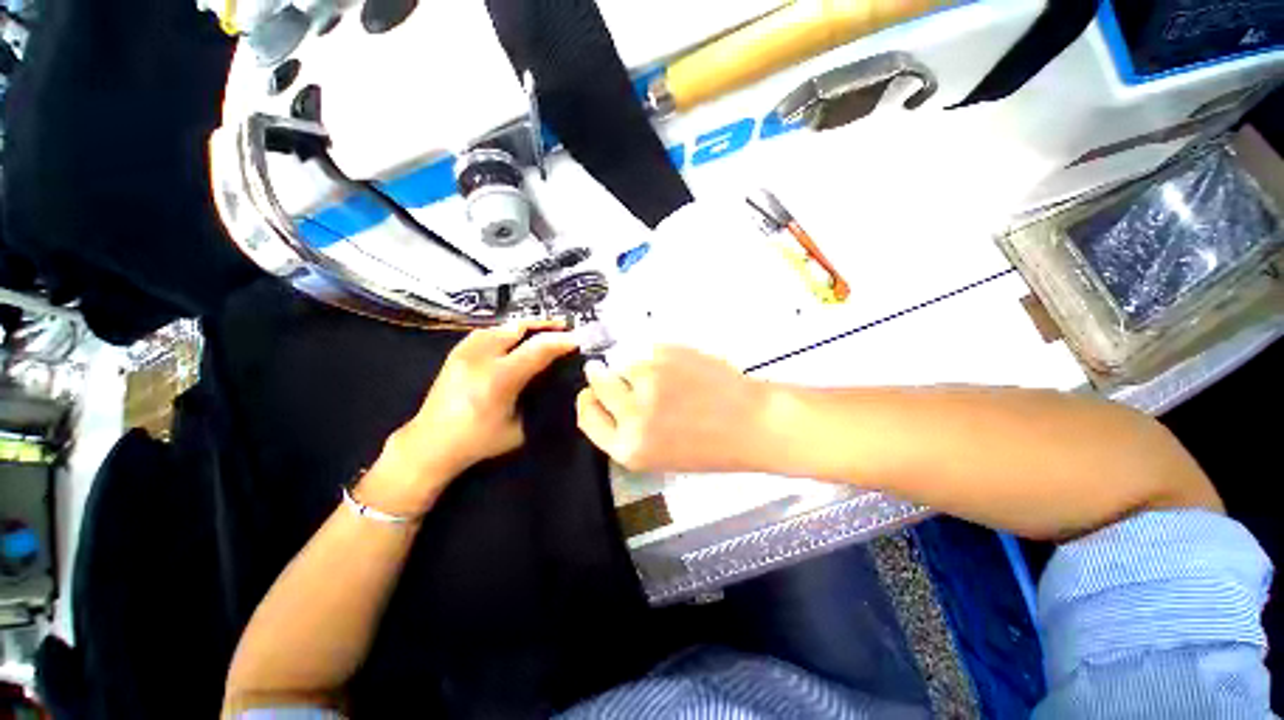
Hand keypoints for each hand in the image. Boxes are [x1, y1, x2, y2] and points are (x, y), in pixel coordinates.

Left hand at [362, 320, 579, 513]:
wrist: (429, 444)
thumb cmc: (478, 442)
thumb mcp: (519, 427)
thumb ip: (536, 399)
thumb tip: (552, 380)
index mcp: (499, 379)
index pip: (539, 349)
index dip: (562, 341)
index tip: (578, 339)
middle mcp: (481, 358)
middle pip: (520, 328)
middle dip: (546, 326)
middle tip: (565, 329)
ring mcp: (464, 352)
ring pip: (502, 326)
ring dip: (527, 326)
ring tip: (543, 330)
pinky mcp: (455, 353)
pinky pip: (487, 331)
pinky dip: (506, 330)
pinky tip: (514, 337)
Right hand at [575, 346, 767, 473]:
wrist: (751, 423)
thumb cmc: (709, 446)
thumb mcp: (659, 455)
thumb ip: (628, 432)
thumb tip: (606, 401)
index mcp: (628, 448)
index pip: (587, 416)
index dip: (589, 401)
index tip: (593, 392)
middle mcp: (631, 415)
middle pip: (597, 383)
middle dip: (603, 376)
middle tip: (622, 373)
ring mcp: (647, 381)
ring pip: (621, 362)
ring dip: (633, 365)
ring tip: (660, 373)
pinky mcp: (663, 356)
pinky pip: (644, 349)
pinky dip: (653, 355)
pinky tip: (676, 366)